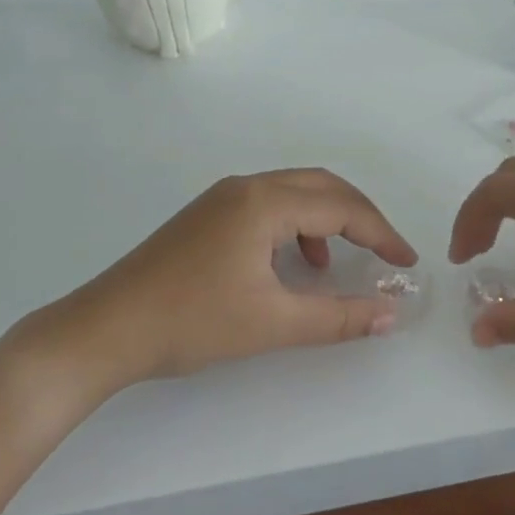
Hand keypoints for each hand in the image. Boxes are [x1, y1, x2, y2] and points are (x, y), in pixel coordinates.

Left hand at [44, 168, 417, 390]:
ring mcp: (222, 197)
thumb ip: (337, 317)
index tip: (407, 262)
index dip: (381, 233)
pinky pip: (268, 206)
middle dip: (359, 216)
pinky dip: (294, 226)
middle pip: (320, 186)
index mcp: (264, 202)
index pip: (341, 207)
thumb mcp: (272, 323)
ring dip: (325, 219)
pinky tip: (290, 265)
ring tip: (334, 266)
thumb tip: (389, 314)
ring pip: (293, 193)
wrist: (107, 328)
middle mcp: (246, 186)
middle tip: (384, 252)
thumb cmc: (193, 321)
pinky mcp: (207, 214)